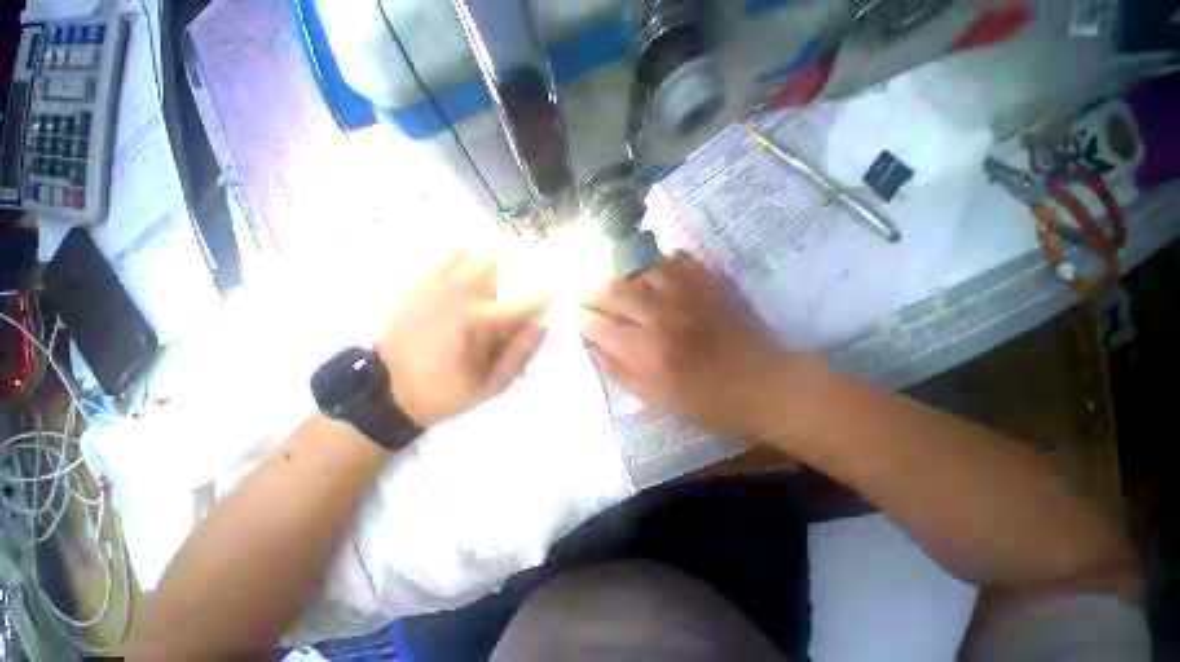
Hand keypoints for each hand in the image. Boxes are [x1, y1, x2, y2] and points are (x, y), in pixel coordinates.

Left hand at [376, 251, 548, 427]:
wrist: (386, 390)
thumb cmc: (444, 391)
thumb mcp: (489, 386)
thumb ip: (518, 355)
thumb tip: (541, 326)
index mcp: (474, 324)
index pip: (519, 304)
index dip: (541, 298)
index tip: (552, 296)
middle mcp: (455, 297)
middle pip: (495, 266)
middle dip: (515, 275)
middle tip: (519, 289)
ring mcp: (433, 286)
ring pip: (471, 255)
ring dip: (490, 264)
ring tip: (495, 280)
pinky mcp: (417, 283)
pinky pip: (444, 254)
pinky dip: (463, 255)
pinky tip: (468, 270)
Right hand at [580, 251, 821, 441]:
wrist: (760, 383)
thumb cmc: (703, 399)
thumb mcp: (652, 396)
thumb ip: (614, 366)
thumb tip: (588, 339)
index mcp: (645, 350)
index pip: (596, 323)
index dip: (583, 320)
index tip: (581, 320)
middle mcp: (660, 314)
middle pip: (609, 288)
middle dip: (592, 293)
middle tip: (592, 300)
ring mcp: (685, 291)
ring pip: (636, 267)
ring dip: (621, 277)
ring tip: (621, 288)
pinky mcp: (706, 280)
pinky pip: (671, 257)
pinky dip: (656, 265)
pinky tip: (655, 279)